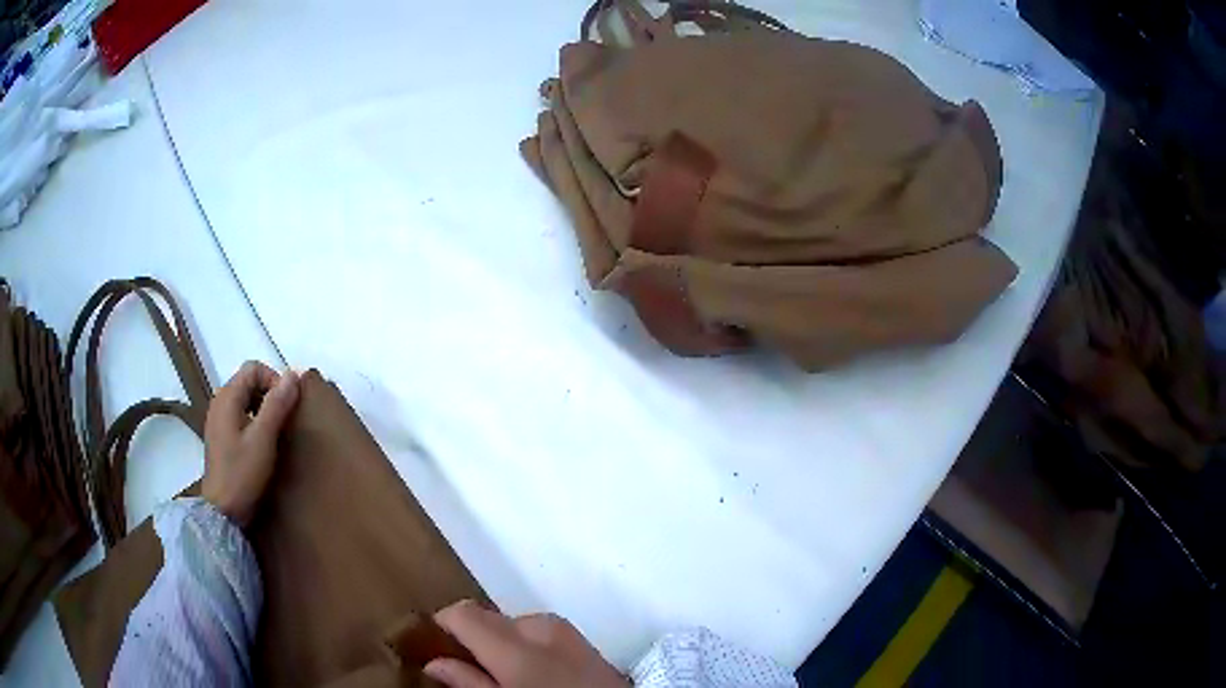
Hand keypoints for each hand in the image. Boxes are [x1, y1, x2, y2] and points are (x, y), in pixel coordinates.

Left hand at [201, 361, 299, 526]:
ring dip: (263, 409)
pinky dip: (254, 421)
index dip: (274, 380)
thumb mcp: (263, 439)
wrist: (223, 511)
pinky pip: (240, 415)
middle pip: (248, 382)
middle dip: (270, 394)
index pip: (254, 368)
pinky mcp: (221, 437)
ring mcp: (218, 420)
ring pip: (245, 399)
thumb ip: (277, 405)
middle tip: (285, 421)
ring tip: (276, 433)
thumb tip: (294, 374)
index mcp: (227, 397)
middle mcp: (219, 402)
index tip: (288, 406)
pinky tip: (262, 444)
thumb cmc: (242, 473)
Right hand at [424, 601, 628, 687]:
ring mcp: (567, 631)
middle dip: (474, 638)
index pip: (462, 612)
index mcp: (516, 644)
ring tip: (505, 676)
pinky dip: (528, 647)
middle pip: (489, 618)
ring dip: (503, 644)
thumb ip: (470, 683)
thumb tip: (436, 664)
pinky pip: (542, 634)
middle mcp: (540, 627)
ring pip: (516, 625)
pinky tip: (535, 675)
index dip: (442, 625)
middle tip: (470, 669)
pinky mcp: (586, 641)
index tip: (435, 646)